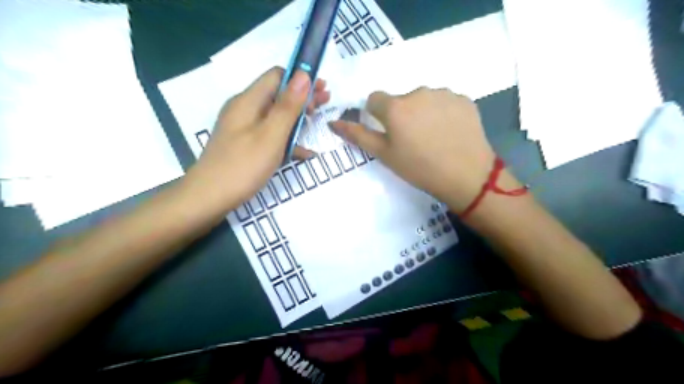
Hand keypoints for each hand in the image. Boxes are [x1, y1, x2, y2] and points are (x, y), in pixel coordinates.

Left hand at [185, 67, 327, 211]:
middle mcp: (245, 110)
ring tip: (319, 121)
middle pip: (278, 95)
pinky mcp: (246, 145)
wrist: (208, 199)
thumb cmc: (243, 166)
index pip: (277, 76)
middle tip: (326, 102)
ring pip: (276, 116)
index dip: (301, 79)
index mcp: (249, 101)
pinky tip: (305, 152)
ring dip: (298, 117)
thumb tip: (303, 75)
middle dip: (303, 97)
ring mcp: (244, 129)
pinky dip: (287, 139)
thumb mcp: (271, 135)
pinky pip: (270, 135)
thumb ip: (287, 106)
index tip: (321, 89)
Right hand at [332, 86, 496, 213]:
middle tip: (413, 140)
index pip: (374, 100)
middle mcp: (418, 92)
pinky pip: (446, 102)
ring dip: (423, 112)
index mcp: (396, 106)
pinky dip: (444, 113)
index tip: (388, 133)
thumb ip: (358, 135)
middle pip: (401, 99)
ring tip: (433, 137)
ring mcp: (444, 93)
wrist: (467, 176)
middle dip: (402, 115)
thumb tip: (333, 122)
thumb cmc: (419, 168)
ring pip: (424, 99)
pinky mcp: (464, 99)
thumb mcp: (384, 155)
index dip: (377, 116)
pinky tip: (450, 132)